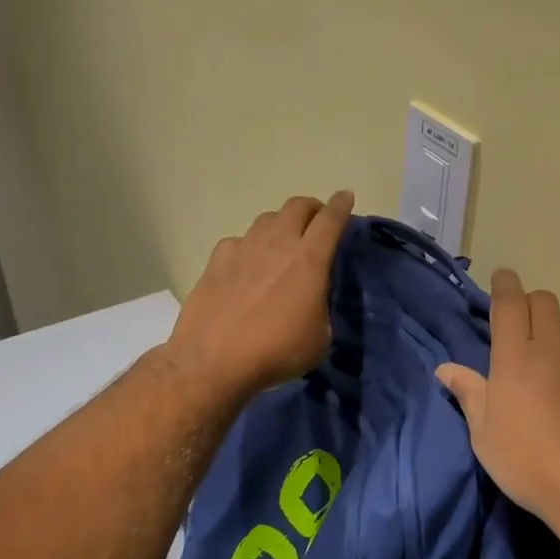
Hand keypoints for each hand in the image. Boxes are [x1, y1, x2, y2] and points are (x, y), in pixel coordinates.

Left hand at [166, 191, 354, 398]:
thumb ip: (321, 307)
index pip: (331, 219)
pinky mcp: (216, 260)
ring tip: (283, 241)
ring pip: (267, 218)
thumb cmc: (277, 351)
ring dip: (281, 223)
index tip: (346, 197)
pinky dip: (249, 246)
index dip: (341, 205)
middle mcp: (277, 244)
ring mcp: (243, 248)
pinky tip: (247, 265)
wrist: (213, 361)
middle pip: (297, 206)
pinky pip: (239, 241)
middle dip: (312, 208)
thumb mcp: (320, 337)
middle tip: (317, 221)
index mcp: (309, 259)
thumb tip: (312, 299)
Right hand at [436, 269, 559, 546]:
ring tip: (547, 368)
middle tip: (520, 327)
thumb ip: (469, 394)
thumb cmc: (529, 464)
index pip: (510, 302)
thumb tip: (446, 369)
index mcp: (516, 358)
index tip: (501, 279)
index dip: (504, 284)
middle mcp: (554, 349)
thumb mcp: (485, 435)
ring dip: (554, 335)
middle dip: (530, 303)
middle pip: (544, 302)